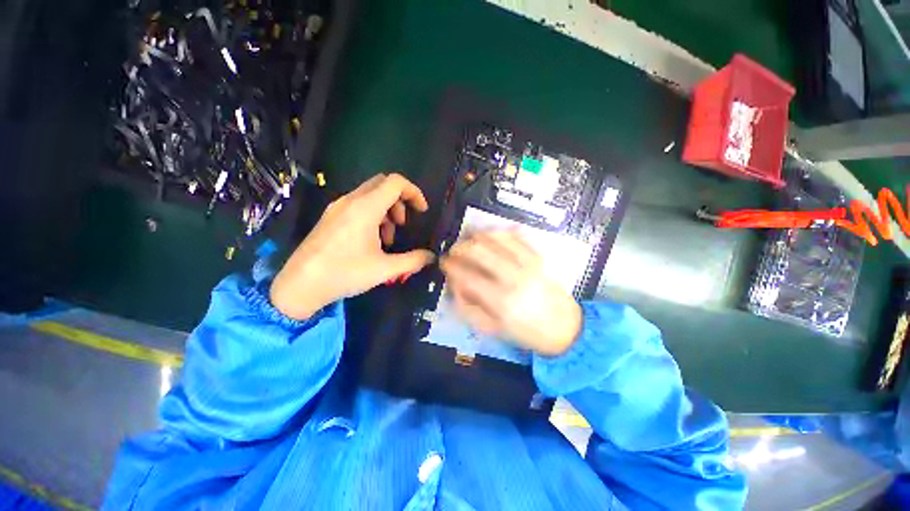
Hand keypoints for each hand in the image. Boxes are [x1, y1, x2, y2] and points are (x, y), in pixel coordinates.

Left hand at [270, 173, 434, 319]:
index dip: (414, 192)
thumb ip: (413, 261)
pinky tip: (371, 241)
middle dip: (400, 200)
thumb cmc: (344, 273)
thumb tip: (431, 257)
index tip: (422, 211)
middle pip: (383, 184)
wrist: (299, 285)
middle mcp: (350, 201)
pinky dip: (373, 215)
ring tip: (388, 238)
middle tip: (404, 223)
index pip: (395, 182)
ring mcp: (337, 207)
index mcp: (365, 208)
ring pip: (370, 194)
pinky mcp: (330, 217)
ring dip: (386, 210)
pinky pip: (358, 205)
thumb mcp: (385, 269)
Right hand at [440, 231, 581, 356]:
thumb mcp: (492, 328)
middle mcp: (513, 277)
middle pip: (479, 250)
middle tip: (455, 250)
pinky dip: (501, 232)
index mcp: (500, 300)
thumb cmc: (526, 331)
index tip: (444, 262)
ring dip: (478, 236)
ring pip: (497, 238)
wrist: (564, 328)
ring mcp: (528, 264)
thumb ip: (468, 307)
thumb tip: (454, 285)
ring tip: (470, 241)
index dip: (451, 266)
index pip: (467, 275)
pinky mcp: (539, 257)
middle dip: (460, 247)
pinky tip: (492, 235)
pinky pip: (517, 237)